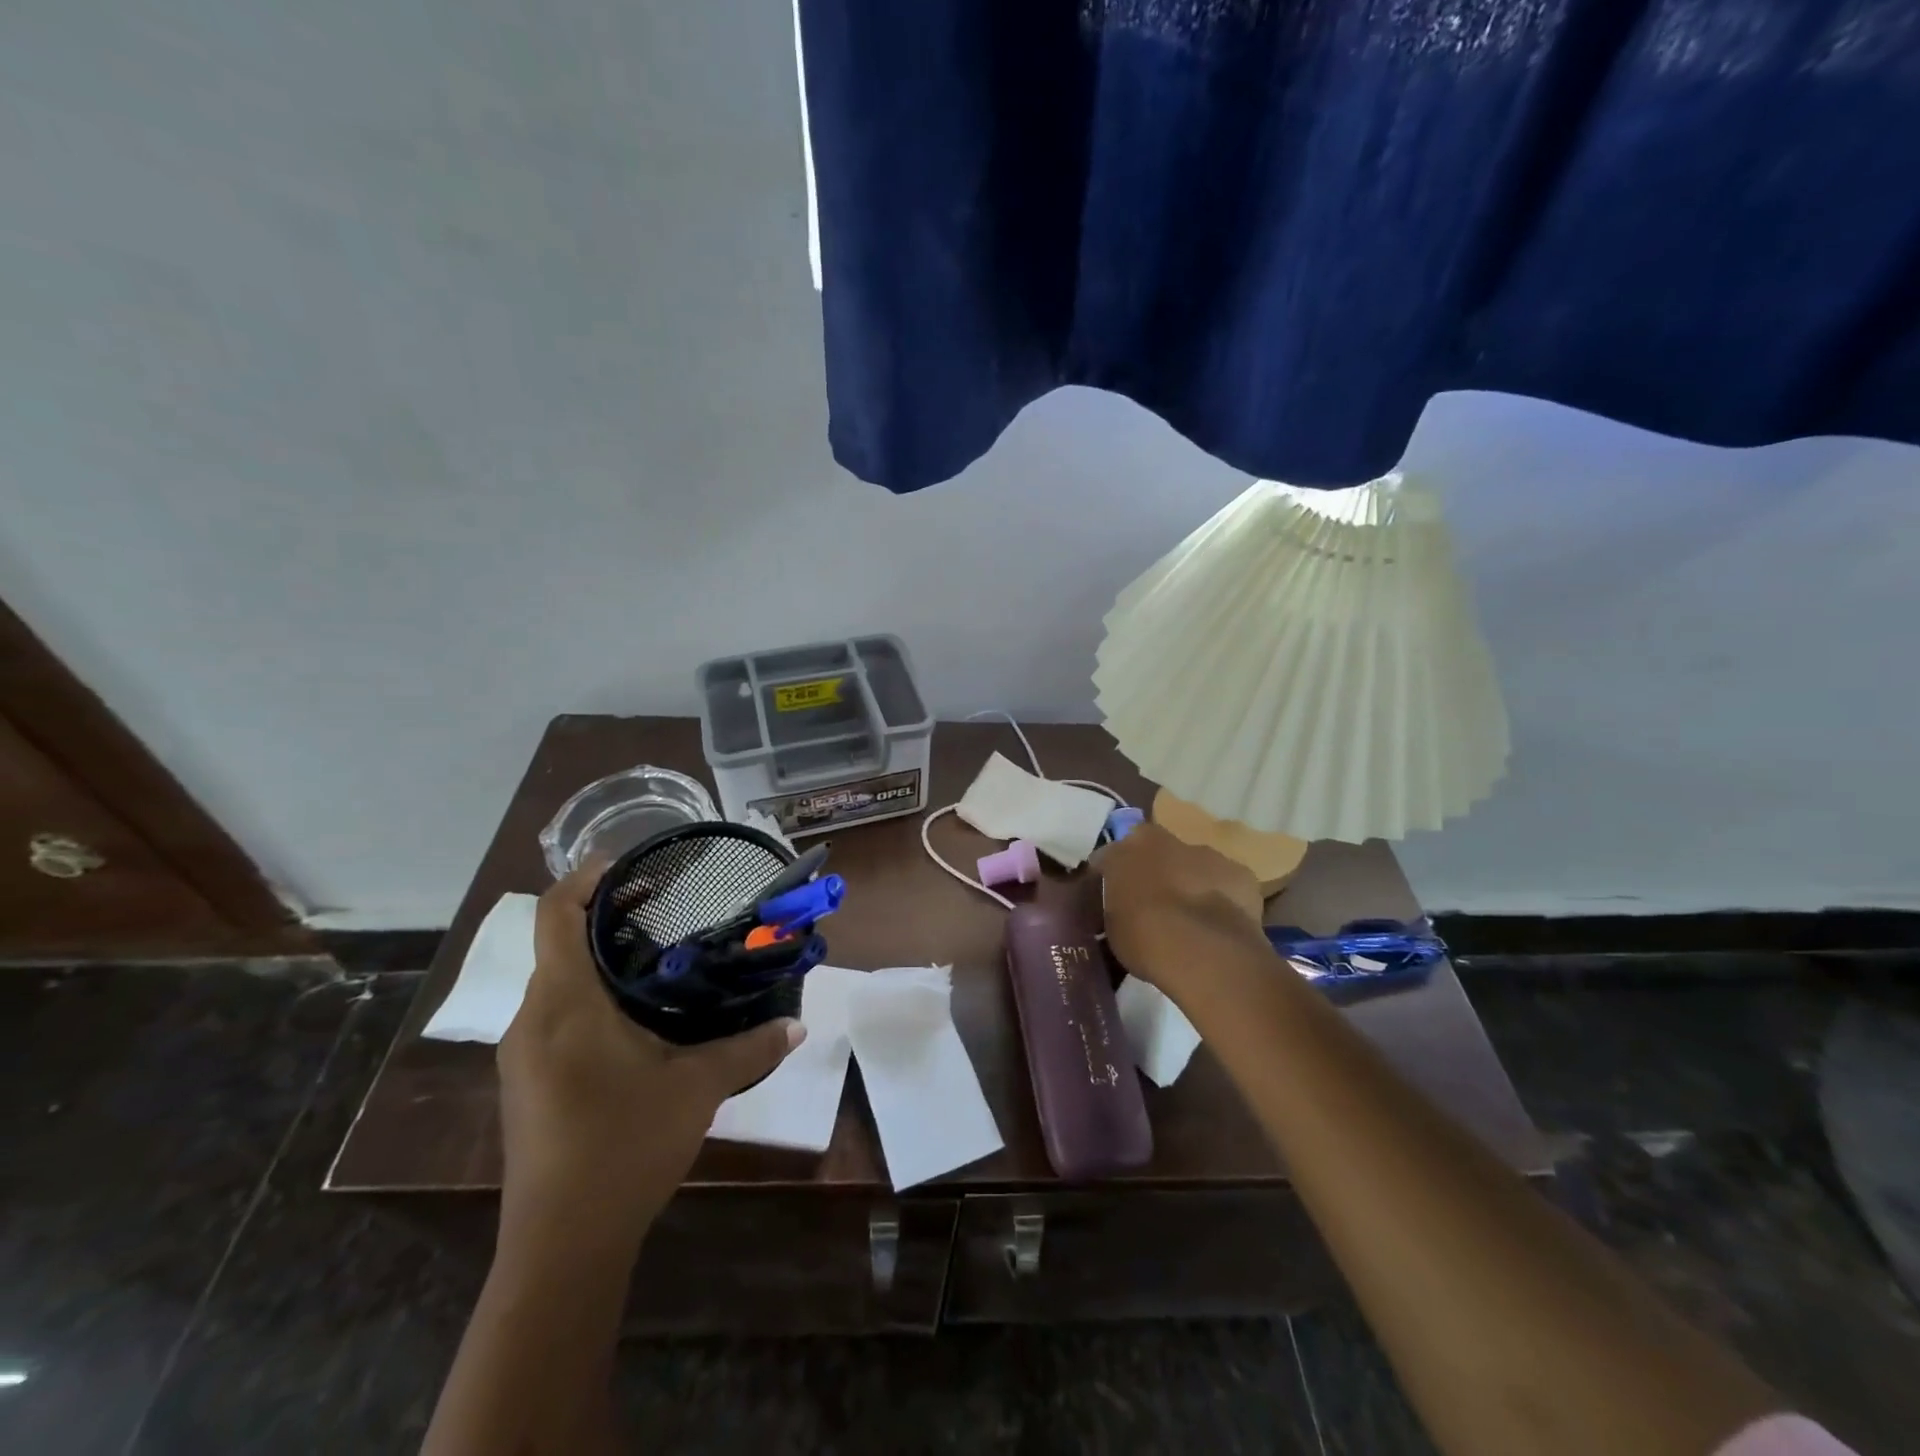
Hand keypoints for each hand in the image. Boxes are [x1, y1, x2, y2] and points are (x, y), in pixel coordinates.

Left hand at [496, 862, 804, 1248]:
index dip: (585, 877)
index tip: (630, 865)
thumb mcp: (698, 1087)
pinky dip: (587, 995)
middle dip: (602, 916)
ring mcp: (522, 1055)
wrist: (561, 1246)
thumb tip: (798, 1026)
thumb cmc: (625, 1146)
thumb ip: (750, 1047)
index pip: (554, 913)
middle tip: (662, 907)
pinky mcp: (526, 1084)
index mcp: (564, 1003)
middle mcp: (532, 1019)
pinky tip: (633, 1017)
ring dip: (596, 959)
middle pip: (555, 943)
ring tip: (655, 956)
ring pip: (554, 982)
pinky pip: (552, 1016)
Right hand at [1095, 821, 1267, 1007]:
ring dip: (1189, 885)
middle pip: (1156, 854)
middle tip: (1151, 908)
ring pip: (1193, 867)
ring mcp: (1207, 855)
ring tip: (1188, 922)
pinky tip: (1218, 927)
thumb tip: (1123, 908)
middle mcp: (1166, 840)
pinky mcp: (1241, 874)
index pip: (1110, 856)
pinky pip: (1224, 885)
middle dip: (1154, 874)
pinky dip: (1221, 899)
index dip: (1110, 876)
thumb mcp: (1112, 926)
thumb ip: (1116, 906)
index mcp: (1127, 848)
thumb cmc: (1143, 937)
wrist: (1202, 950)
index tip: (1110, 898)